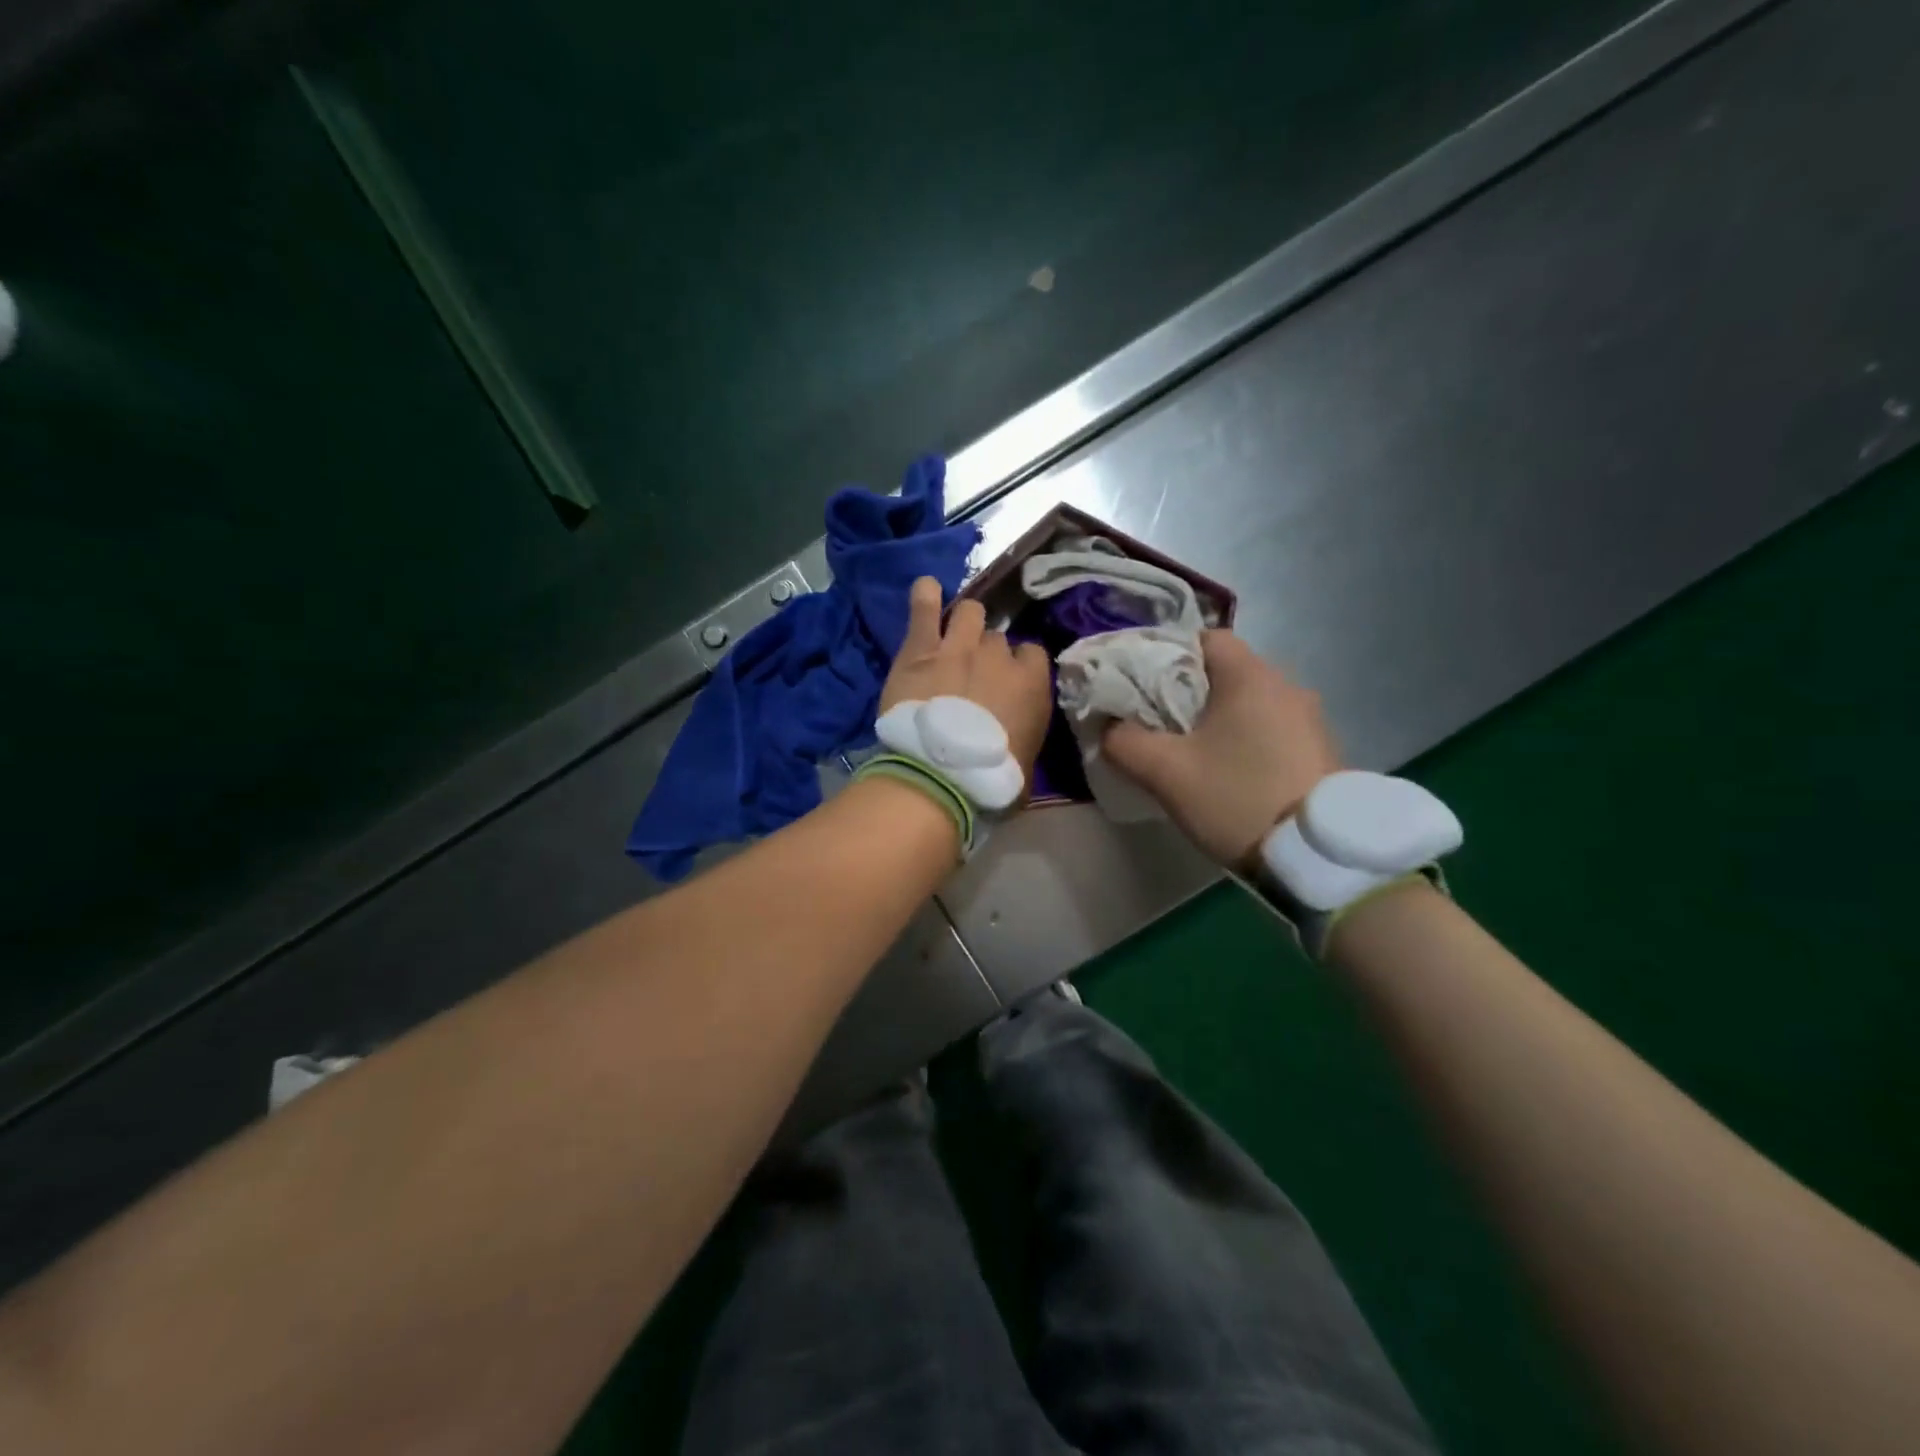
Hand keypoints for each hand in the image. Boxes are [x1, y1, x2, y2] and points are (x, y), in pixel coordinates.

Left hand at [882, 577, 1052, 775]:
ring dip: (965, 622)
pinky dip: (925, 597)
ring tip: (954, 633)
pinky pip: (925, 609)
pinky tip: (925, 589)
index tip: (1008, 683)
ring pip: (969, 612)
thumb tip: (1020, 737)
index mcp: (1032, 683)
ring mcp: (958, 647)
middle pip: (997, 639)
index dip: (1019, 667)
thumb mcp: (1025, 764)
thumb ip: (1026, 735)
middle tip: (973, 674)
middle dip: (988, 653)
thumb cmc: (990, 779)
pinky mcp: (920, 649)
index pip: (1032, 655)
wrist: (939, 776)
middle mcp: (998, 656)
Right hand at [1103, 630, 1339, 867]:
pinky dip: (1246, 738)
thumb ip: (1124, 742)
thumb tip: (1108, 727)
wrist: (1317, 855)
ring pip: (1249, 702)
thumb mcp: (1166, 773)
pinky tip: (1230, 771)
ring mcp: (1309, 718)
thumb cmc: (1237, 798)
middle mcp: (1285, 685)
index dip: (1168, 656)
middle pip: (1226, 672)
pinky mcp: (1320, 749)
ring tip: (1192, 752)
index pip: (1204, 638)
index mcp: (1250, 676)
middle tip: (1159, 723)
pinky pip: (1271, 728)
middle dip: (1189, 692)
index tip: (1143, 687)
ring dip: (1219, 719)